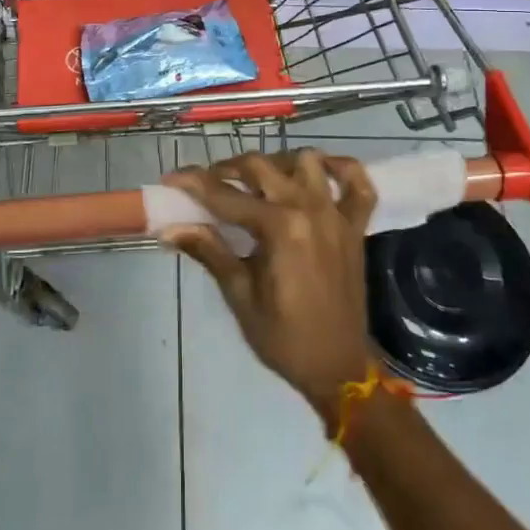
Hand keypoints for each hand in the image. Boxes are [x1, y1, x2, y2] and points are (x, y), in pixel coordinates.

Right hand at [161, 150, 375, 418]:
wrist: (339, 367)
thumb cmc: (283, 337)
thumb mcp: (240, 296)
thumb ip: (210, 251)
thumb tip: (170, 227)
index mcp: (279, 228)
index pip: (225, 196)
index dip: (194, 184)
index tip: (171, 177)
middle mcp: (309, 209)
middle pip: (261, 166)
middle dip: (228, 168)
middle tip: (207, 182)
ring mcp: (336, 214)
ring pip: (306, 162)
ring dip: (278, 163)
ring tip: (258, 180)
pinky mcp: (355, 225)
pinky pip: (359, 183)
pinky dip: (341, 169)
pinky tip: (318, 172)